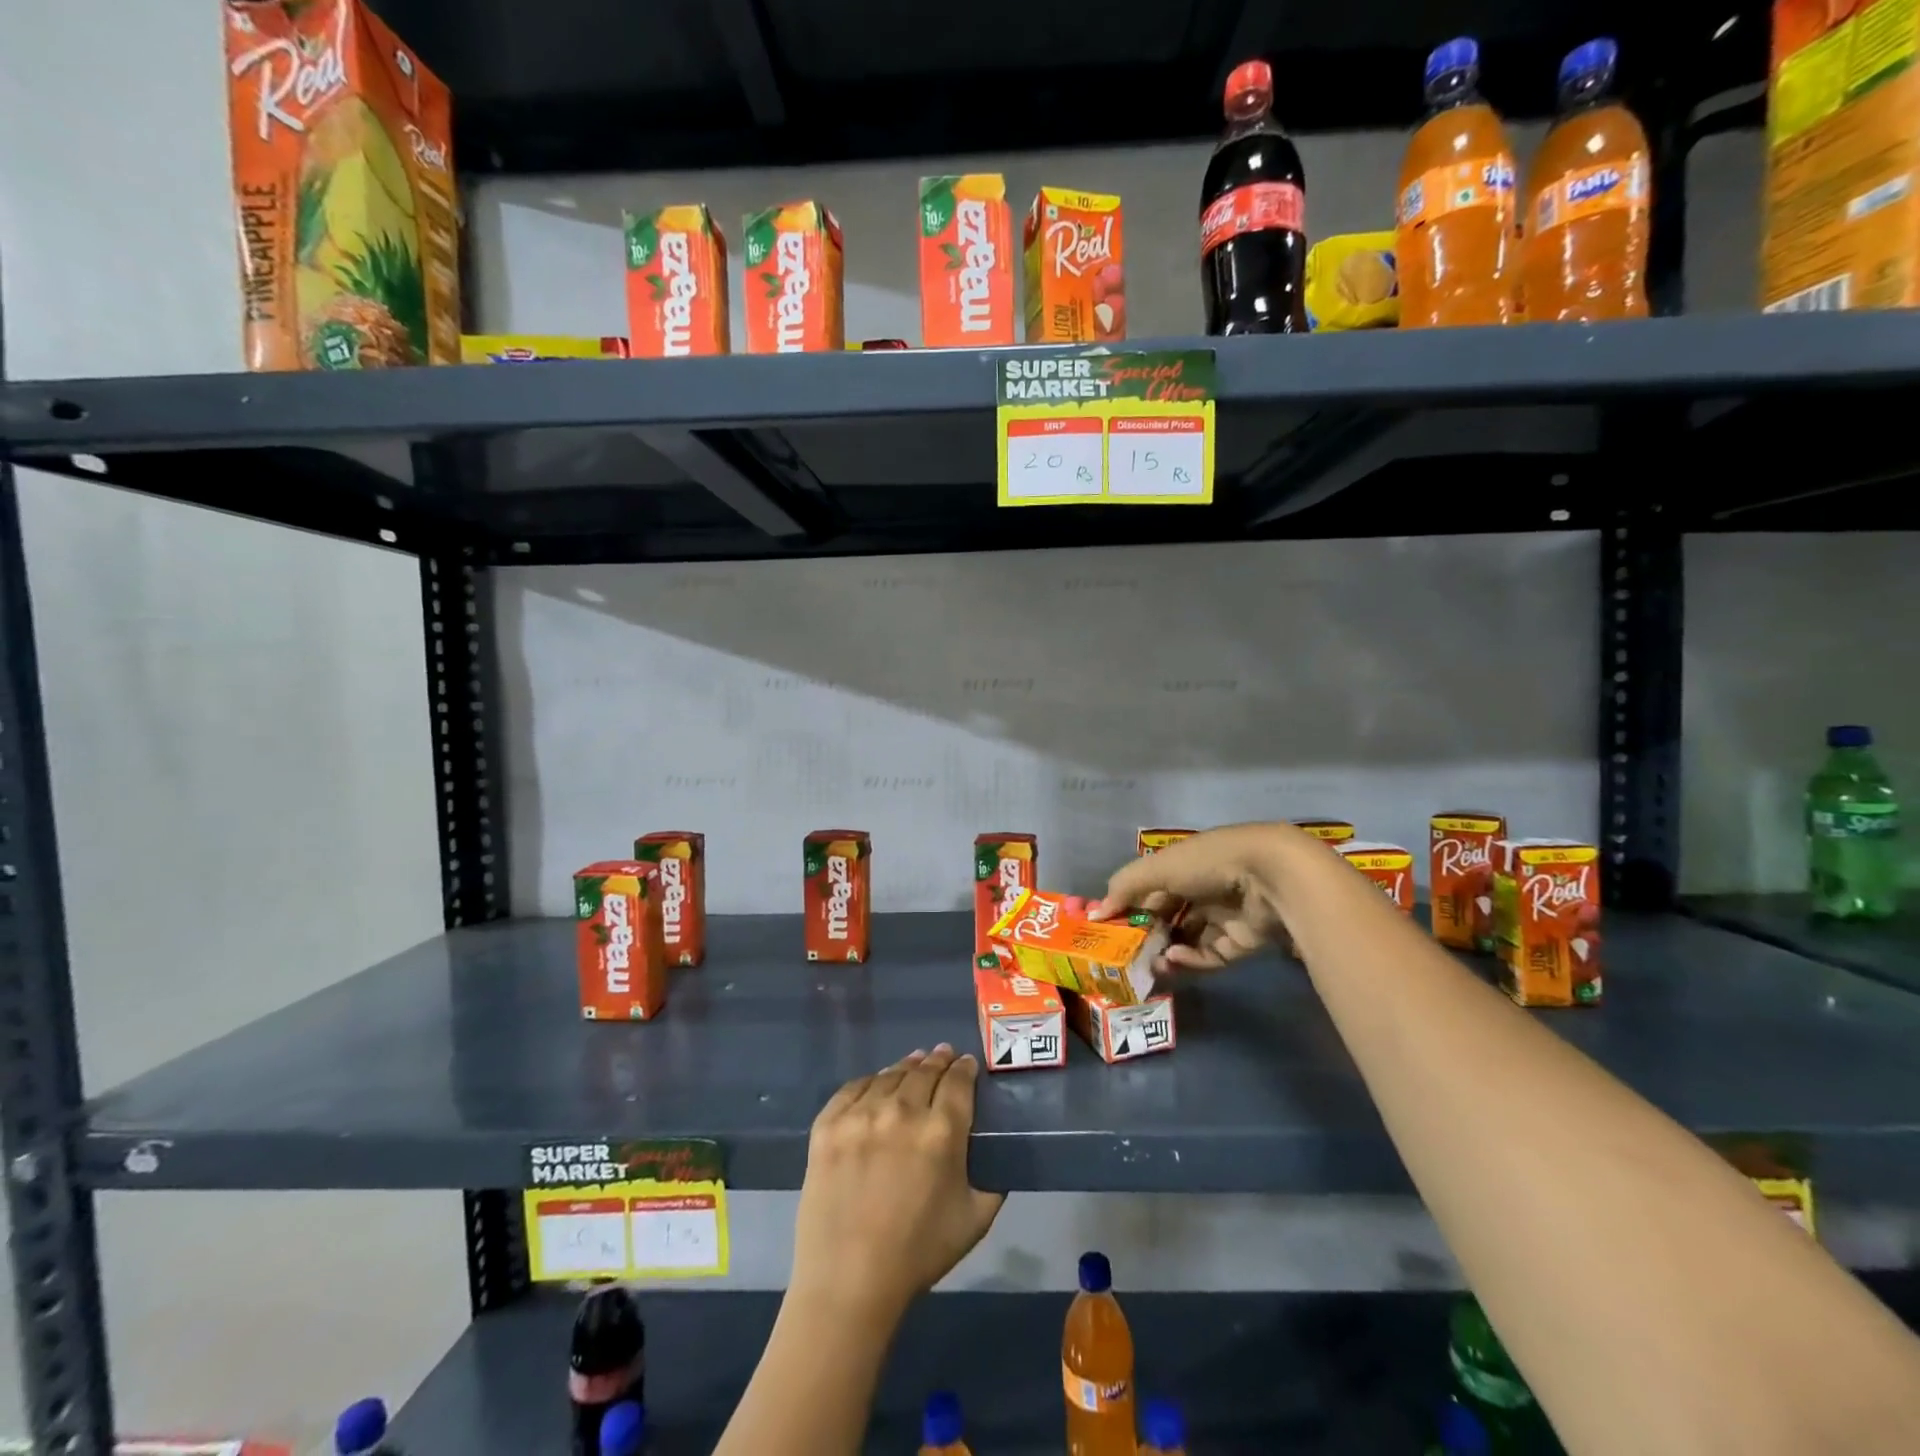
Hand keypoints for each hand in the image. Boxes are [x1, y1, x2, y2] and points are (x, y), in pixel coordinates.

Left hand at [790, 1045, 1004, 1323]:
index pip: (958, 1081)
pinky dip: (870, 1081)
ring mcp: (861, 1114)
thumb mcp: (975, 1220)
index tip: (967, 1063)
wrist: (848, 1282)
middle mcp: (902, 1111)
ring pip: (890, 1075)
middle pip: (924, 1071)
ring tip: (912, 1064)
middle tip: (942, 1055)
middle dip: (938, 1061)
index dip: (965, 1067)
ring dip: (906, 1067)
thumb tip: (997, 1154)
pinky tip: (876, 1083)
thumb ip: (993, 1181)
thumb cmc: (918, 1254)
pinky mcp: (828, 1124)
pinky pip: (854, 1087)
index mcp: (941, 1131)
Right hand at [1093, 822, 1296, 971]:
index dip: (1129, 907)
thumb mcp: (1158, 868)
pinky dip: (1190, 960)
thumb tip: (1095, 913)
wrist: (1269, 877)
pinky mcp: (1239, 944)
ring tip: (1151, 964)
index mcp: (1183, 866)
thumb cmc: (1207, 863)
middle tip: (1127, 953)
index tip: (1109, 927)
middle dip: (1147, 935)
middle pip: (1168, 917)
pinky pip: (1208, 956)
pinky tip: (1175, 959)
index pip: (1150, 889)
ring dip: (1166, 952)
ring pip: (1186, 940)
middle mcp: (1202, 890)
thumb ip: (1124, 888)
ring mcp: (1221, 918)